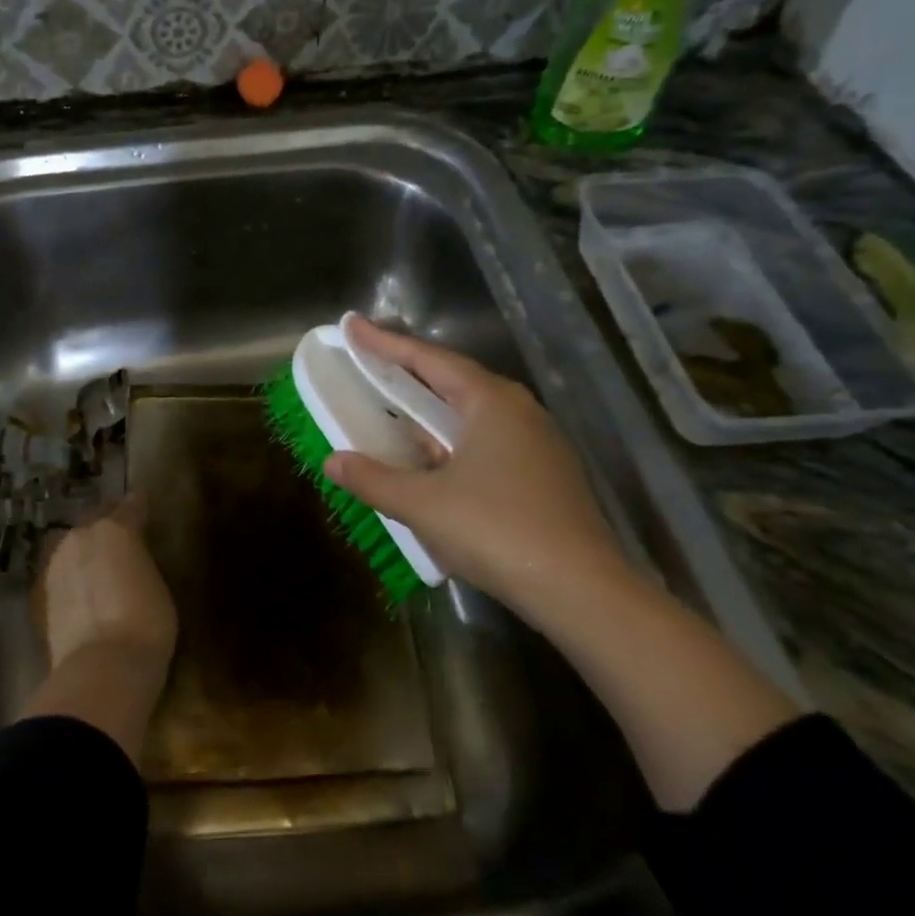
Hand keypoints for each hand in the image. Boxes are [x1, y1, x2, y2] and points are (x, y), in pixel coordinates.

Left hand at [34, 495, 177, 671]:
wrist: (102, 667)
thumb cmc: (146, 623)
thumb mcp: (156, 585)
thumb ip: (140, 562)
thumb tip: (131, 561)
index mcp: (116, 528)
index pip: (131, 505)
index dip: (139, 504)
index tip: (143, 501)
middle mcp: (81, 536)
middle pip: (95, 518)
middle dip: (107, 521)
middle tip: (119, 529)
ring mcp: (56, 563)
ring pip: (71, 543)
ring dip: (84, 546)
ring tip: (96, 558)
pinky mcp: (41, 593)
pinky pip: (59, 571)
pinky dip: (70, 573)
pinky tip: (78, 584)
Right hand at [323, 317, 637, 620]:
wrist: (581, 590)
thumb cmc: (496, 531)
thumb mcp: (423, 505)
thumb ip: (374, 479)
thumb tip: (333, 462)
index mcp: (491, 401)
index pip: (429, 359)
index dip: (385, 343)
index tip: (352, 325)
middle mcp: (519, 410)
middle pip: (453, 380)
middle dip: (408, 373)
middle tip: (370, 364)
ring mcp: (538, 442)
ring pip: (472, 413)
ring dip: (431, 412)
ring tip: (394, 413)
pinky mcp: (546, 474)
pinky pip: (487, 441)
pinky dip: (452, 441)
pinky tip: (434, 463)